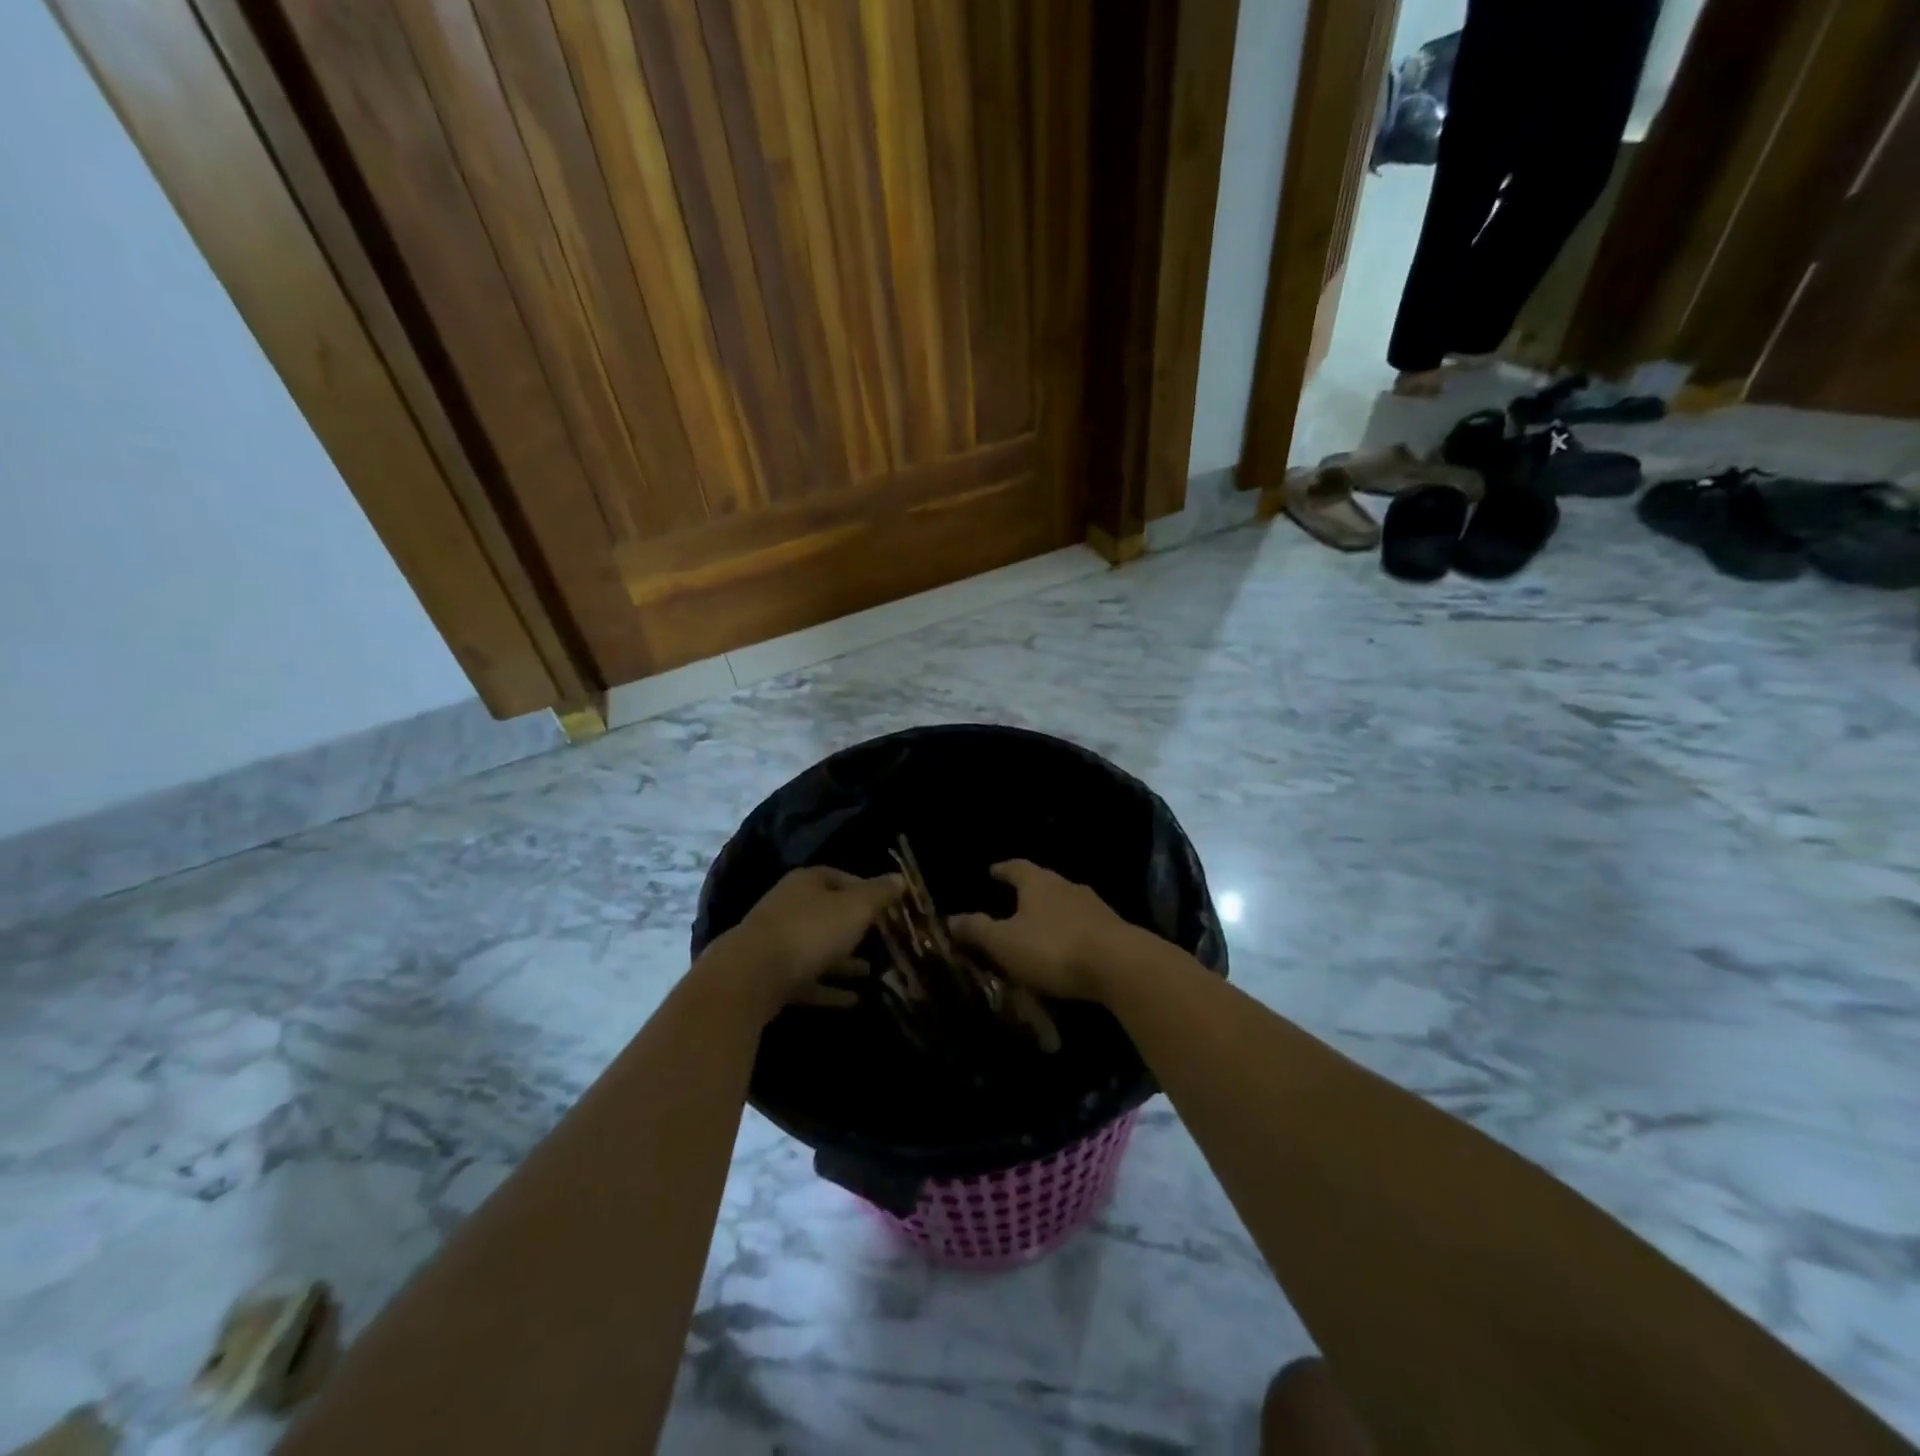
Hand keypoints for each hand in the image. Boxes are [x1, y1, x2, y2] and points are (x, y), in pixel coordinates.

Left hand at [711, 866, 902, 1013]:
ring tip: (873, 972)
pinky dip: (829, 988)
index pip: (840, 877)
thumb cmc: (811, 930)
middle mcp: (789, 906)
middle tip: (883, 940)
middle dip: (854, 927)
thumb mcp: (855, 908)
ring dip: (844, 960)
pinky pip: (808, 980)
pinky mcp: (771, 977)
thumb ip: (879, 894)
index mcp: (807, 883)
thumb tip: (900, 878)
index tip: (887, 906)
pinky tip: (854, 1001)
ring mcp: (776, 942)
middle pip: (827, 913)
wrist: (752, 976)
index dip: (865, 889)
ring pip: (817, 948)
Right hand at [950, 860, 1135, 1000]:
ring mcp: (1094, 906)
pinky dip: (1071, 932)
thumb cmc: (1053, 947)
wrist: (1119, 965)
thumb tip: (950, 919)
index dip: (1002, 869)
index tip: (992, 870)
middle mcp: (1067, 886)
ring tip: (1039, 926)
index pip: (1016, 868)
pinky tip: (1067, 947)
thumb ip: (977, 930)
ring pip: (1066, 903)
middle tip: (1012, 902)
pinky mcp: (1113, 930)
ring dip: (1052, 912)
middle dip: (1028, 892)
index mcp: (1038, 883)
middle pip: (1044, 883)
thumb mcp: (1005, 942)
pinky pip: (1084, 925)